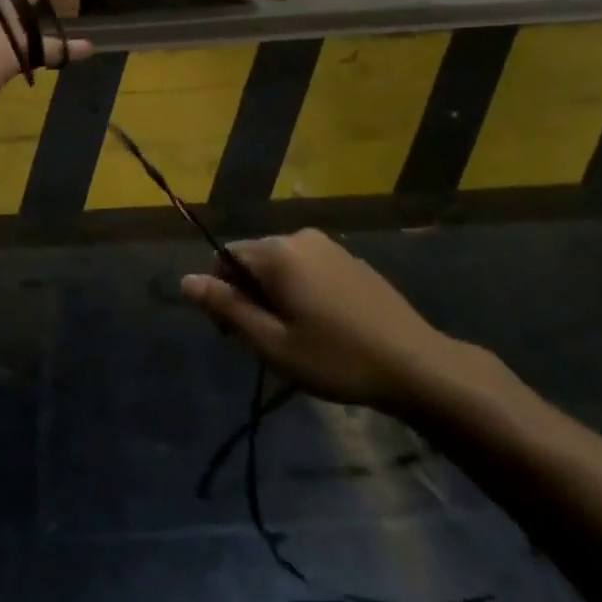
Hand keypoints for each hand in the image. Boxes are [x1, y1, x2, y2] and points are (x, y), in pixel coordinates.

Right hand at [182, 229, 496, 413]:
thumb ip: (227, 308)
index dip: (220, 293)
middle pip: (254, 258)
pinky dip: (302, 290)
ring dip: (275, 294)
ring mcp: (330, 246)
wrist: (416, 365)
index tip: (235, 334)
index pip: (225, 257)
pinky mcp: (351, 260)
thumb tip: (185, 281)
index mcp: (277, 253)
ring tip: (295, 337)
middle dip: (248, 294)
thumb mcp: (273, 343)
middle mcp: (300, 237)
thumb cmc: (336, 358)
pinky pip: (309, 267)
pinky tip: (323, 326)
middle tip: (267, 342)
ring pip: (282, 264)